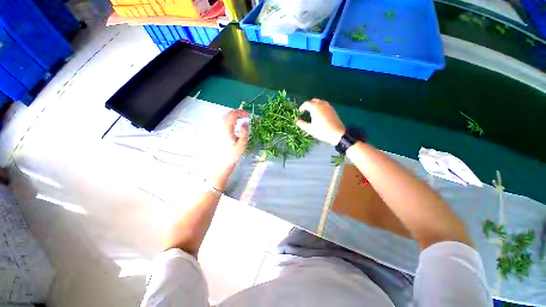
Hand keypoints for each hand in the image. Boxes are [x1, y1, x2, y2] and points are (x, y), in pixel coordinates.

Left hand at [217, 109, 249, 168]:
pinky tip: (233, 124)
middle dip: (237, 112)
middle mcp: (220, 127)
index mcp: (227, 129)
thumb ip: (244, 133)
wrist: (221, 163)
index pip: (233, 115)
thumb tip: (246, 122)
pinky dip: (228, 119)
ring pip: (224, 117)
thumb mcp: (242, 145)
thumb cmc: (233, 155)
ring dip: (232, 115)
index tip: (248, 114)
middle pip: (227, 114)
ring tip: (240, 118)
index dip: (241, 112)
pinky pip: (222, 121)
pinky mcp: (216, 132)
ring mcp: (217, 129)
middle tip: (245, 115)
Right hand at [295, 99, 345, 145]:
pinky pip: (325, 105)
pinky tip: (320, 114)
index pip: (306, 103)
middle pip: (314, 100)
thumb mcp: (309, 129)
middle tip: (305, 111)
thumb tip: (296, 121)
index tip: (300, 112)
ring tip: (312, 112)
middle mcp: (322, 104)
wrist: (337, 134)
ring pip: (320, 102)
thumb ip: (302, 124)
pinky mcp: (333, 110)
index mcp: (315, 108)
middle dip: (308, 104)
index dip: (302, 107)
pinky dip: (320, 107)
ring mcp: (328, 106)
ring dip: (315, 105)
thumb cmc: (322, 131)